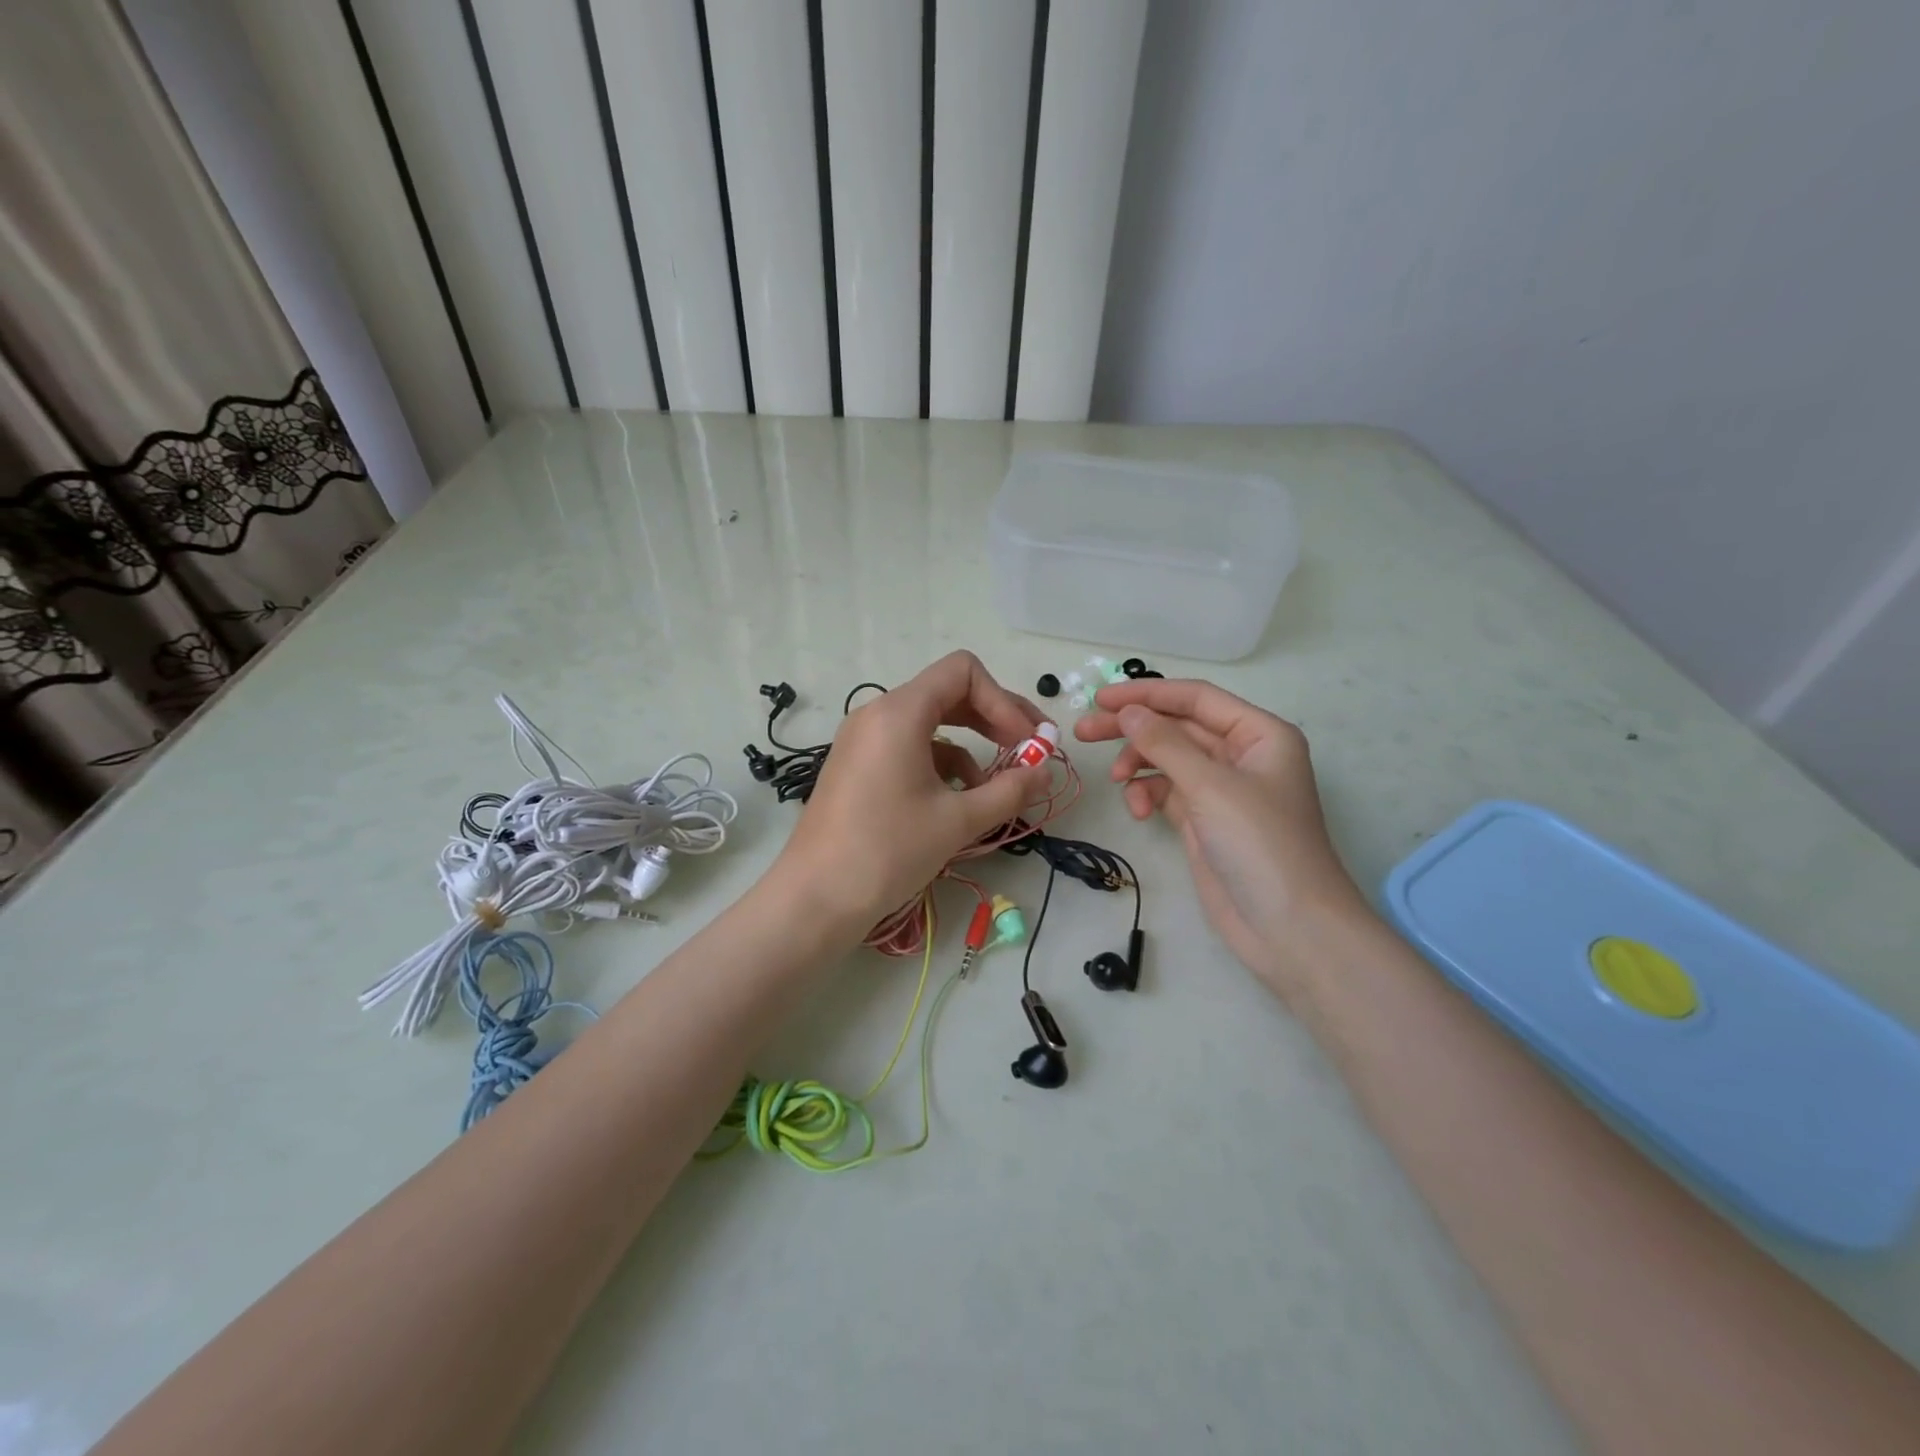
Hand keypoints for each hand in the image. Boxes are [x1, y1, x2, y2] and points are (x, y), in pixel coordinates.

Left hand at [767, 651, 1050, 941]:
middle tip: (1030, 750)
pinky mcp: (858, 765)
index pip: (963, 672)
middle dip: (994, 719)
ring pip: (930, 723)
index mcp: (900, 713)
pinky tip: (960, 800)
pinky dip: (942, 764)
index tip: (1026, 743)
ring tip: (998, 787)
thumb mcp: (958, 821)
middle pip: (948, 693)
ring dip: (972, 746)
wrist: (816, 897)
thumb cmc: (888, 850)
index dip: (1004, 701)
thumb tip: (1045, 771)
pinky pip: (909, 747)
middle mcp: (878, 714)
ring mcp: (863, 739)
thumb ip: (1010, 790)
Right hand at [1074, 678, 1369, 1000]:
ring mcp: (1221, 790)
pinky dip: (1148, 795)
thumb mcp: (1211, 786)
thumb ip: (1165, 743)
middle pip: (1177, 727)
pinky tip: (1137, 811)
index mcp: (1259, 734)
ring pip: (1168, 759)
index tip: (1100, 699)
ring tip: (1115, 780)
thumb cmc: (1260, 843)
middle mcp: (1241, 755)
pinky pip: (1166, 792)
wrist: (1288, 926)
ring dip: (1138, 764)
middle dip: (1133, 729)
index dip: (1147, 694)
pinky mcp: (1203, 820)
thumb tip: (1128, 711)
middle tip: (1084, 732)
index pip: (1196, 699)